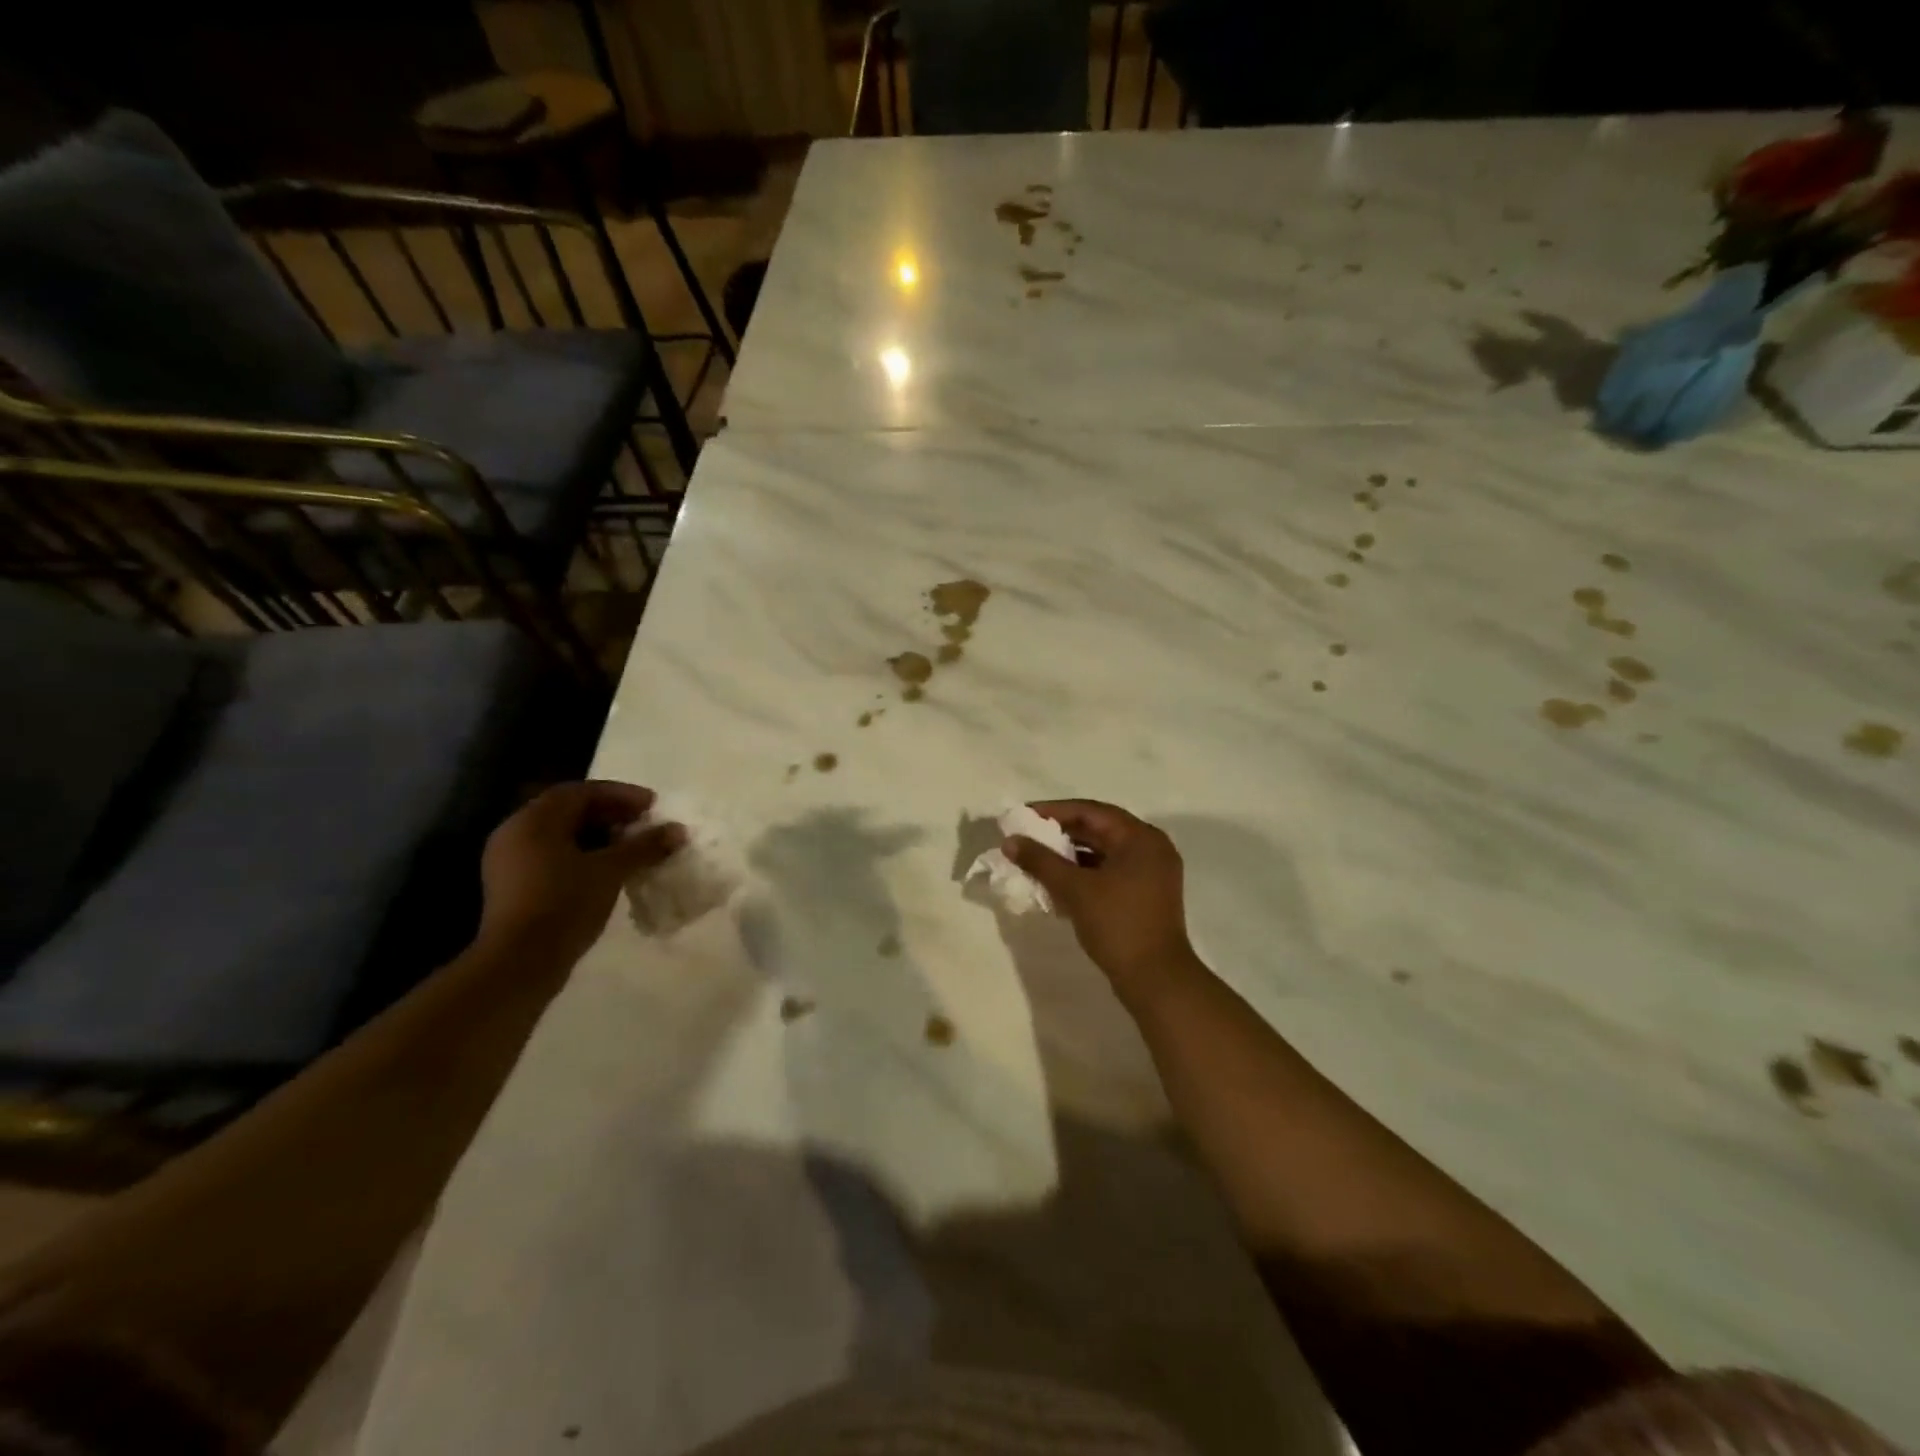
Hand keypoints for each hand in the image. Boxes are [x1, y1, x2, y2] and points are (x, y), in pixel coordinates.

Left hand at [478, 781, 685, 967]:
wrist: (519, 963)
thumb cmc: (565, 905)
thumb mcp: (610, 871)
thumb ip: (644, 846)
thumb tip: (678, 830)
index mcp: (534, 820)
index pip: (581, 792)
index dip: (620, 794)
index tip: (652, 806)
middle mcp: (515, 832)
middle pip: (569, 811)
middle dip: (610, 814)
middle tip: (643, 825)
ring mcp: (510, 861)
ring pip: (561, 835)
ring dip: (598, 836)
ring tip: (631, 848)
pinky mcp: (513, 886)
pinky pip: (552, 856)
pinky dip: (582, 855)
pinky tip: (607, 871)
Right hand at [1005, 800, 1201, 1001]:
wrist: (1156, 980)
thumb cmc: (1118, 925)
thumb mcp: (1075, 889)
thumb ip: (1041, 861)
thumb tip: (1010, 841)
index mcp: (1141, 838)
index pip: (1091, 812)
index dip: (1054, 811)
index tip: (1023, 816)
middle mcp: (1150, 848)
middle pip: (1098, 830)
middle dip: (1060, 833)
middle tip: (1026, 836)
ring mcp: (1150, 873)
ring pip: (1103, 853)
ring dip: (1069, 855)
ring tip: (1035, 858)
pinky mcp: (1145, 896)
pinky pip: (1109, 872)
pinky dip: (1083, 873)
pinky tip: (1056, 882)